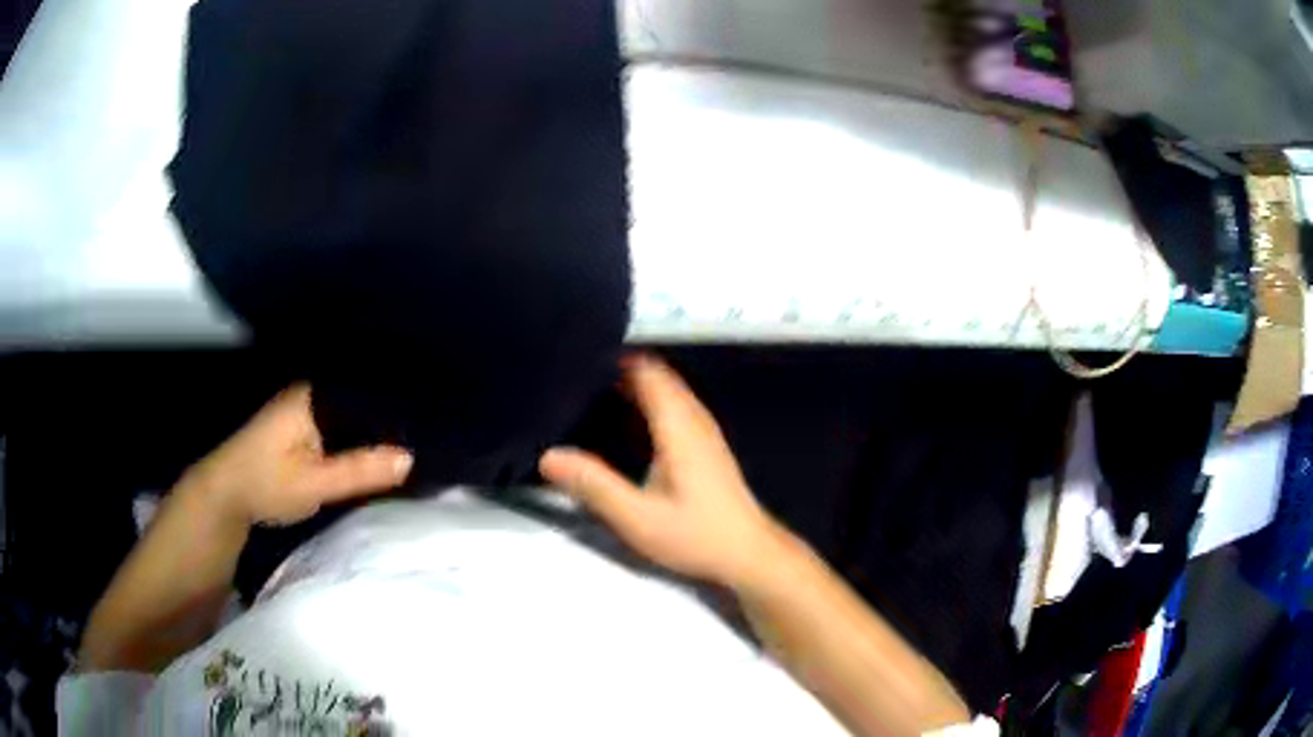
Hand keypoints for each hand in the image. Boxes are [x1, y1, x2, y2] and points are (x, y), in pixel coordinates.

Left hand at [181, 384, 413, 526]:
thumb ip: (359, 470)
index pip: (367, 394)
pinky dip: (359, 440)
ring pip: (352, 416)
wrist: (225, 493)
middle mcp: (312, 393)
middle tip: (430, 438)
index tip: (432, 427)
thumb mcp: (314, 483)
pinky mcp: (303, 425)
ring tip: (416, 442)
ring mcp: (306, 408)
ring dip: (375, 432)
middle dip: (390, 422)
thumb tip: (410, 458)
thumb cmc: (265, 483)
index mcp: (314, 395)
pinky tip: (380, 452)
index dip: (398, 412)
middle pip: (362, 404)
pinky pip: (341, 426)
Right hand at [540, 355, 786, 586]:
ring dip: (634, 386)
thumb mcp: (637, 517)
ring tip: (591, 394)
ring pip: (667, 391)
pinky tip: (624, 423)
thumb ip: (594, 485)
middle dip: (619, 371)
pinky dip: (648, 403)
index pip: (647, 371)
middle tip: (574, 378)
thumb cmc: (696, 534)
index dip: (614, 360)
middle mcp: (694, 418)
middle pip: (656, 376)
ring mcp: (704, 431)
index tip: (577, 360)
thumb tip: (548, 456)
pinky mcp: (706, 446)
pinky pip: (674, 407)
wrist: (748, 554)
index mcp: (678, 425)